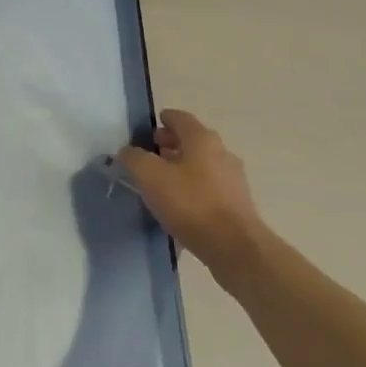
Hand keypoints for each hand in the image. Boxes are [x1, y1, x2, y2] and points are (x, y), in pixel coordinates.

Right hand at [117, 110, 265, 282]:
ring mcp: (233, 179)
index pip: (180, 118)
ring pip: (202, 165)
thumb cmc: (191, 203)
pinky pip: (210, 188)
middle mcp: (222, 152)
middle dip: (171, 144)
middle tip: (151, 154)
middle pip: (192, 141)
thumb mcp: (150, 176)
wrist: (235, 248)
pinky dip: (194, 189)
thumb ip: (134, 158)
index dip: (163, 119)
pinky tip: (181, 206)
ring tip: (162, 182)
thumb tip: (127, 152)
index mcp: (202, 138)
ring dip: (183, 168)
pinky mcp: (238, 205)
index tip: (148, 129)